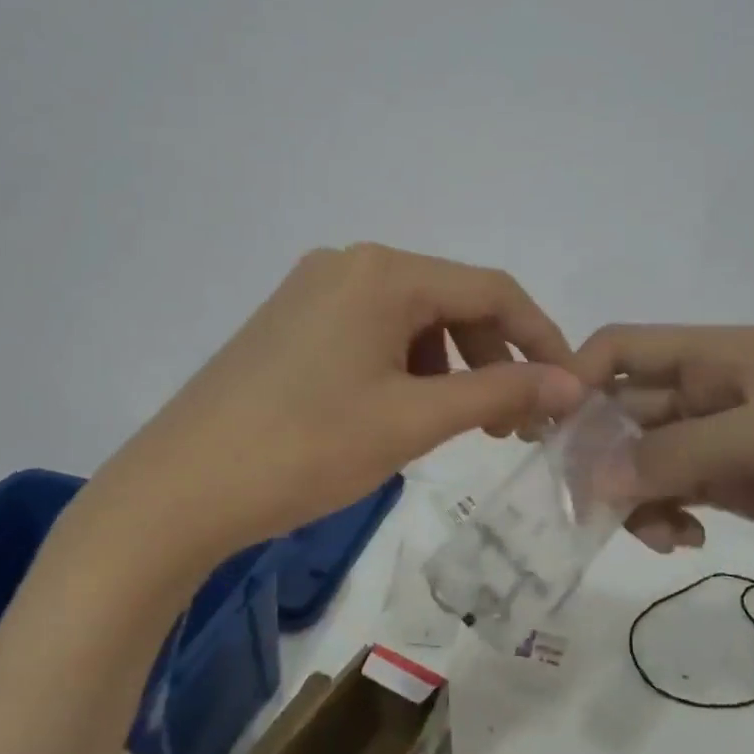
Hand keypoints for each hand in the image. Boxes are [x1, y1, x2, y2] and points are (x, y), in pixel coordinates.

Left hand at [73, 244, 584, 572]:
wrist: (180, 489)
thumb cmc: (306, 448)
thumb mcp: (413, 420)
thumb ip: (500, 393)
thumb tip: (573, 382)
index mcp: (383, 272)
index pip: (491, 290)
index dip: (541, 337)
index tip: (570, 387)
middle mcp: (350, 264)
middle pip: (451, 301)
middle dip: (494, 357)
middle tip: (514, 423)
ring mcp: (314, 290)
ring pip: (413, 319)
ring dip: (452, 366)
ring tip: (462, 425)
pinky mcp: (291, 321)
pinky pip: (373, 331)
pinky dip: (407, 367)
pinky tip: (404, 411)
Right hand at [572, 324, 753, 595]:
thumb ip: (678, 453)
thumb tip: (592, 481)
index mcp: (718, 355)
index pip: (621, 349)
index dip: (577, 381)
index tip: (550, 437)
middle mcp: (711, 390)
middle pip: (623, 409)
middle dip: (601, 454)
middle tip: (592, 510)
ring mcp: (724, 440)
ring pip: (641, 456)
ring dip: (631, 492)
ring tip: (657, 534)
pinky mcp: (737, 485)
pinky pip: (671, 490)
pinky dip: (661, 512)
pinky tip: (682, 538)